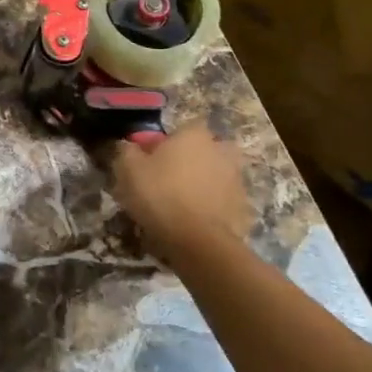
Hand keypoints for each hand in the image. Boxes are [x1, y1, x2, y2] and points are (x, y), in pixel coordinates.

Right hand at [110, 122, 253, 273]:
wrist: (198, 241)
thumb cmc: (160, 195)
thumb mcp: (128, 169)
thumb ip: (127, 150)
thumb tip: (128, 145)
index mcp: (194, 135)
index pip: (180, 129)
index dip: (165, 144)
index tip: (151, 161)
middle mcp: (221, 150)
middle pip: (203, 150)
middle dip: (190, 161)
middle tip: (169, 180)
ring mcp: (236, 179)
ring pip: (216, 175)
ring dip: (203, 183)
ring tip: (181, 204)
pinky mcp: (244, 207)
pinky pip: (223, 201)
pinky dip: (213, 207)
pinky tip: (195, 221)